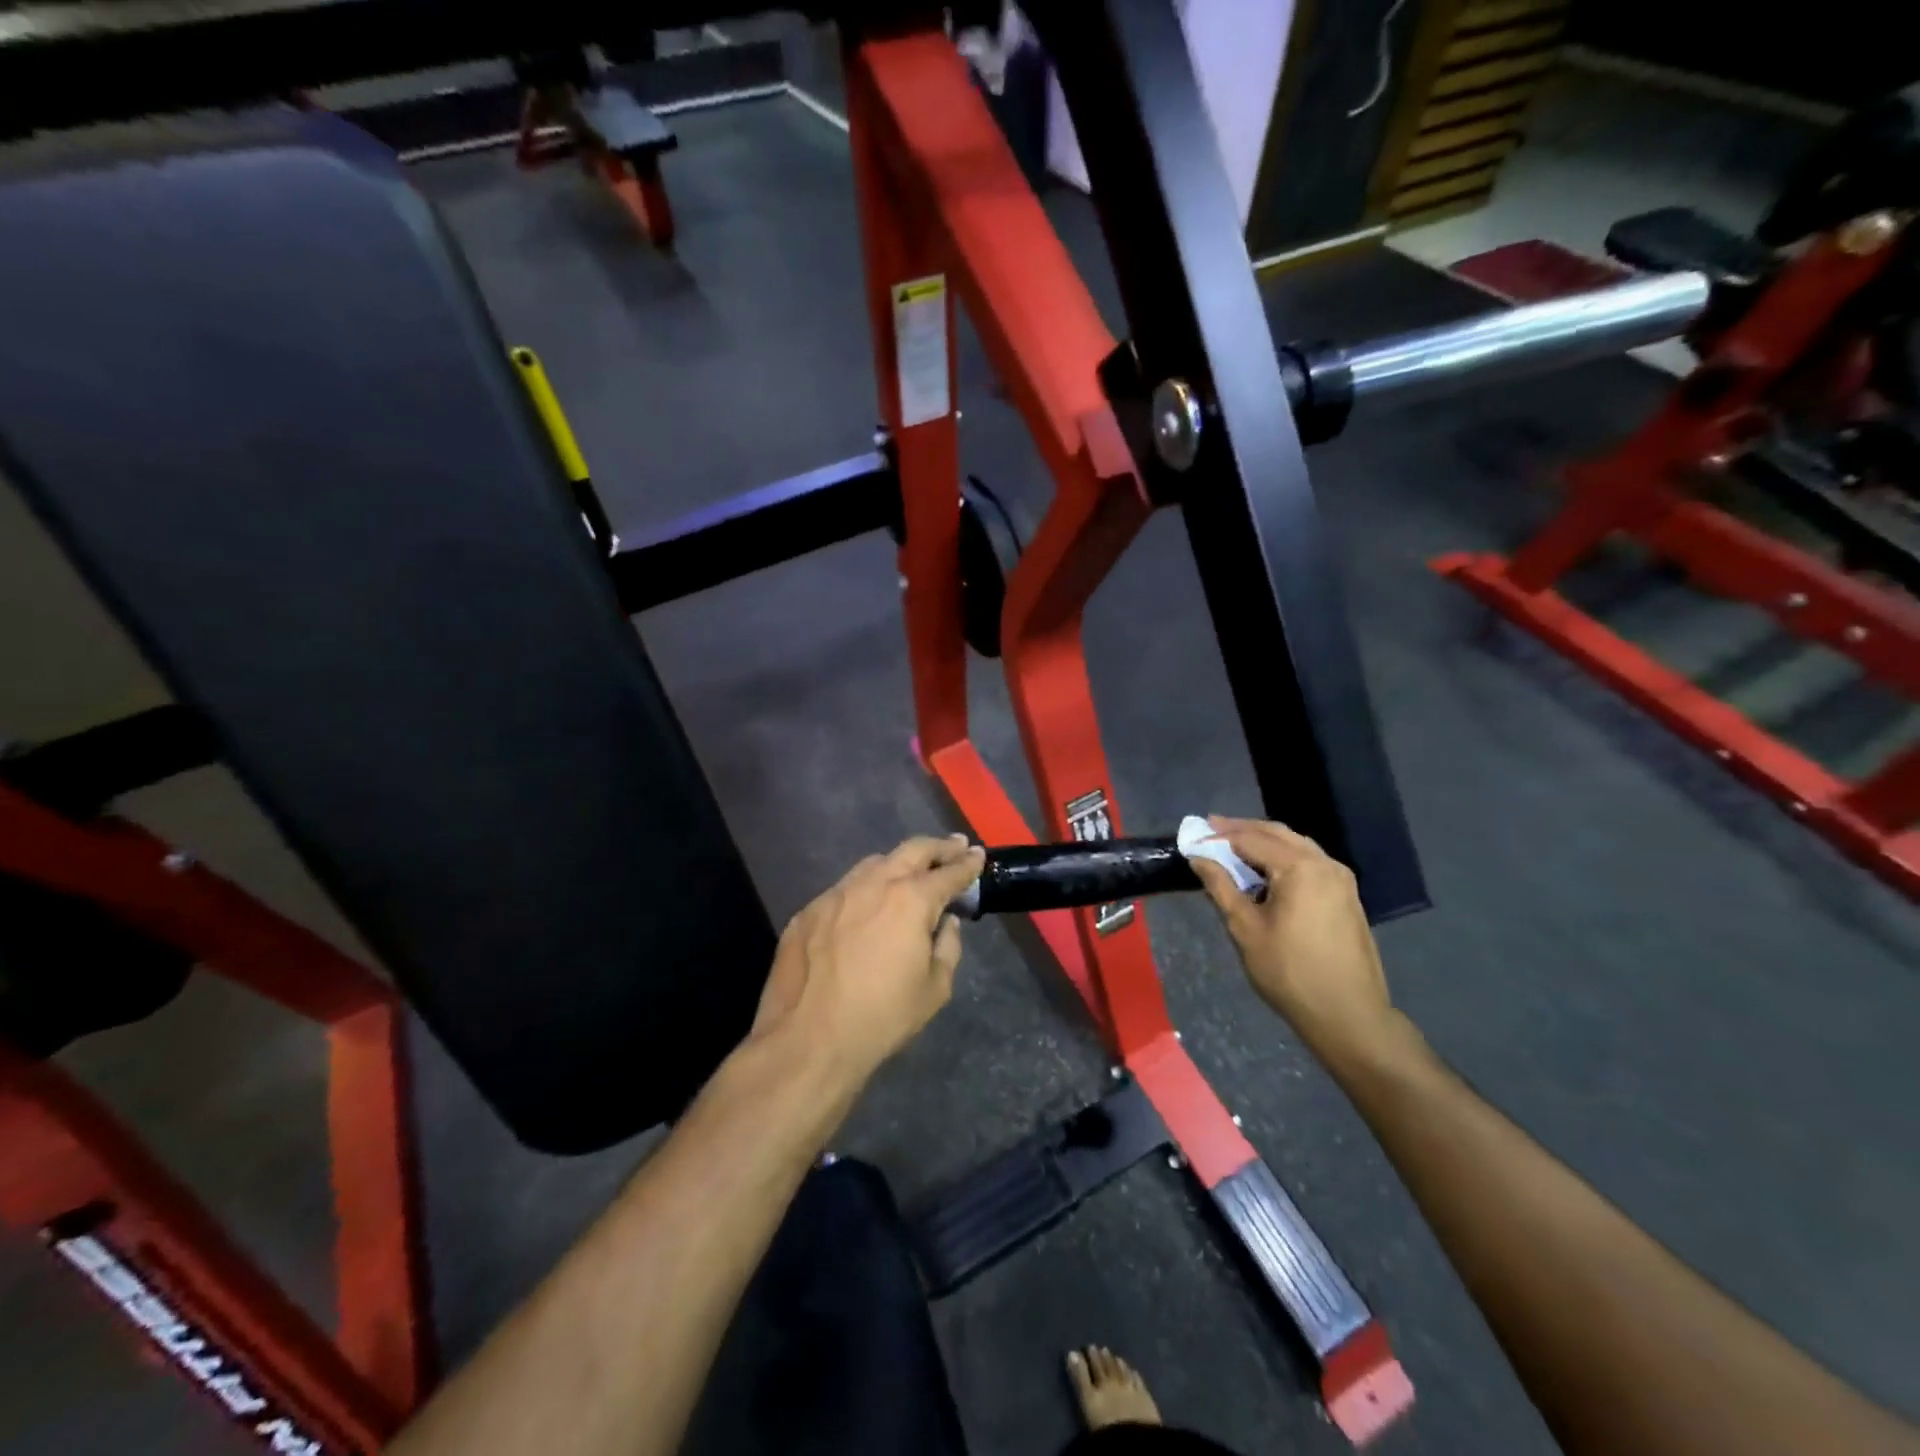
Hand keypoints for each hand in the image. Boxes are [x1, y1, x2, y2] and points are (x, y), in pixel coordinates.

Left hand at [752, 835, 985, 1087]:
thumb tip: (946, 924)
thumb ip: (947, 947)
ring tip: (911, 871)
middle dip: (938, 847)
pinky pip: (843, 890)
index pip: (948, 873)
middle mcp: (873, 884)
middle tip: (955, 846)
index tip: (979, 855)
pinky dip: (864, 890)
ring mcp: (835, 894)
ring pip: (873, 864)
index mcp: (911, 900)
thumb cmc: (881, 1018)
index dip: (968, 864)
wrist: (807, 1042)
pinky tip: (866, 907)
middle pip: (912, 850)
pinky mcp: (808, 911)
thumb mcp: (934, 989)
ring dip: (898, 863)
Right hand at [1187, 816, 1394, 1062]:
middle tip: (1211, 829)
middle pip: (1278, 834)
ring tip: (1234, 848)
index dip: (1220, 835)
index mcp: (1299, 868)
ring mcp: (1341, 879)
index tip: (1195, 833)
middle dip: (1243, 829)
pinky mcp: (1347, 896)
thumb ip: (1221, 886)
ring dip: (1265, 842)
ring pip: (1297, 846)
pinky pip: (1311, 862)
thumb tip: (1199, 857)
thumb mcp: (1245, 928)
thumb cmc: (1289, 972)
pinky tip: (1266, 872)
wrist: (1348, 1014)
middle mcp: (1324, 863)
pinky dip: (1284, 858)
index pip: (1251, 839)